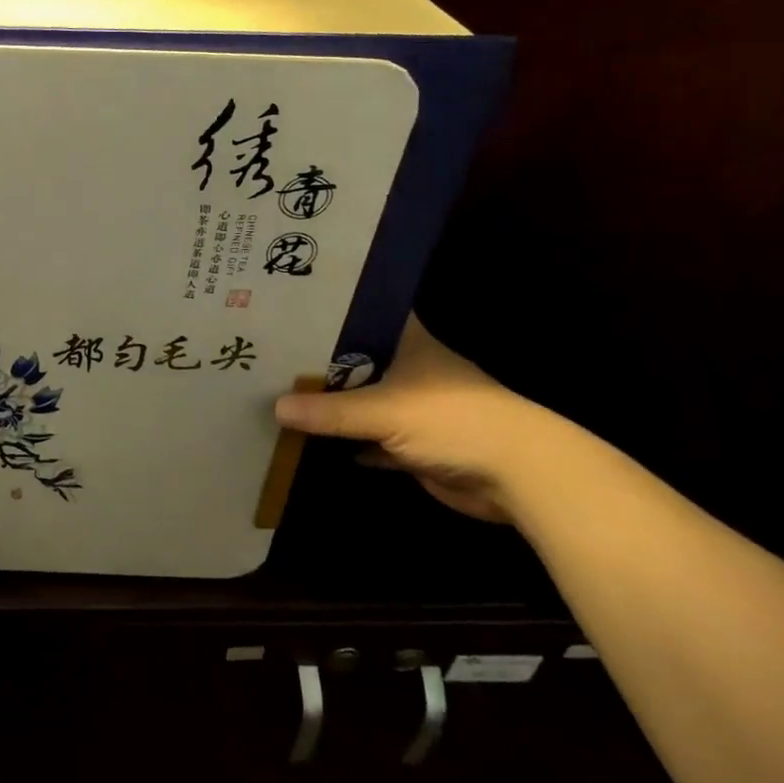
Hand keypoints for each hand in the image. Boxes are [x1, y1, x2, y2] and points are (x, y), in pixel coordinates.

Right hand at [274, 316, 582, 522]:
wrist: (520, 476)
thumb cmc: (454, 419)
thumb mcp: (384, 410)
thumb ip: (329, 411)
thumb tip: (275, 408)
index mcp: (405, 340)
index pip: (359, 313)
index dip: (325, 309)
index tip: (284, 306)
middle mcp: (405, 366)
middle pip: (351, 358)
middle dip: (314, 360)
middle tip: (263, 350)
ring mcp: (409, 406)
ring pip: (357, 400)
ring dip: (327, 403)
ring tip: (273, 390)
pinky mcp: (411, 443)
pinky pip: (366, 438)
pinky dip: (343, 440)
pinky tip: (305, 436)